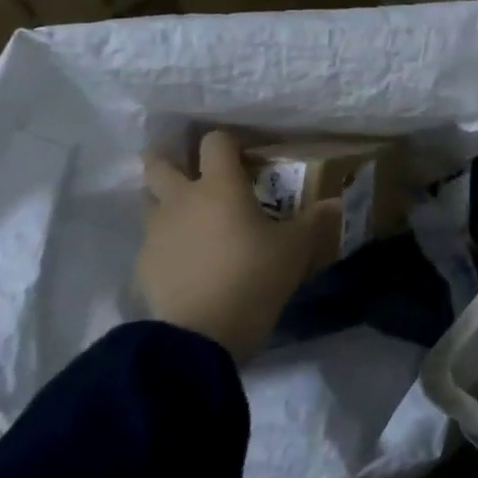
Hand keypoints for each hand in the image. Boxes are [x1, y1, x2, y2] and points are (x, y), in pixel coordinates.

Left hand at [138, 130, 332, 361]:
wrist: (200, 336)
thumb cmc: (254, 276)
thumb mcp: (297, 247)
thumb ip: (315, 219)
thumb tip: (334, 202)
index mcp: (220, 186)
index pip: (215, 141)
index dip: (229, 142)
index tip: (244, 155)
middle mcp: (181, 200)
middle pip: (159, 163)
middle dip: (171, 159)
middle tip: (195, 171)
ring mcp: (156, 232)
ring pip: (149, 201)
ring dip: (166, 199)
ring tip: (192, 215)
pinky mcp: (143, 265)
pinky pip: (152, 240)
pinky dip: (167, 240)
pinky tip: (189, 259)